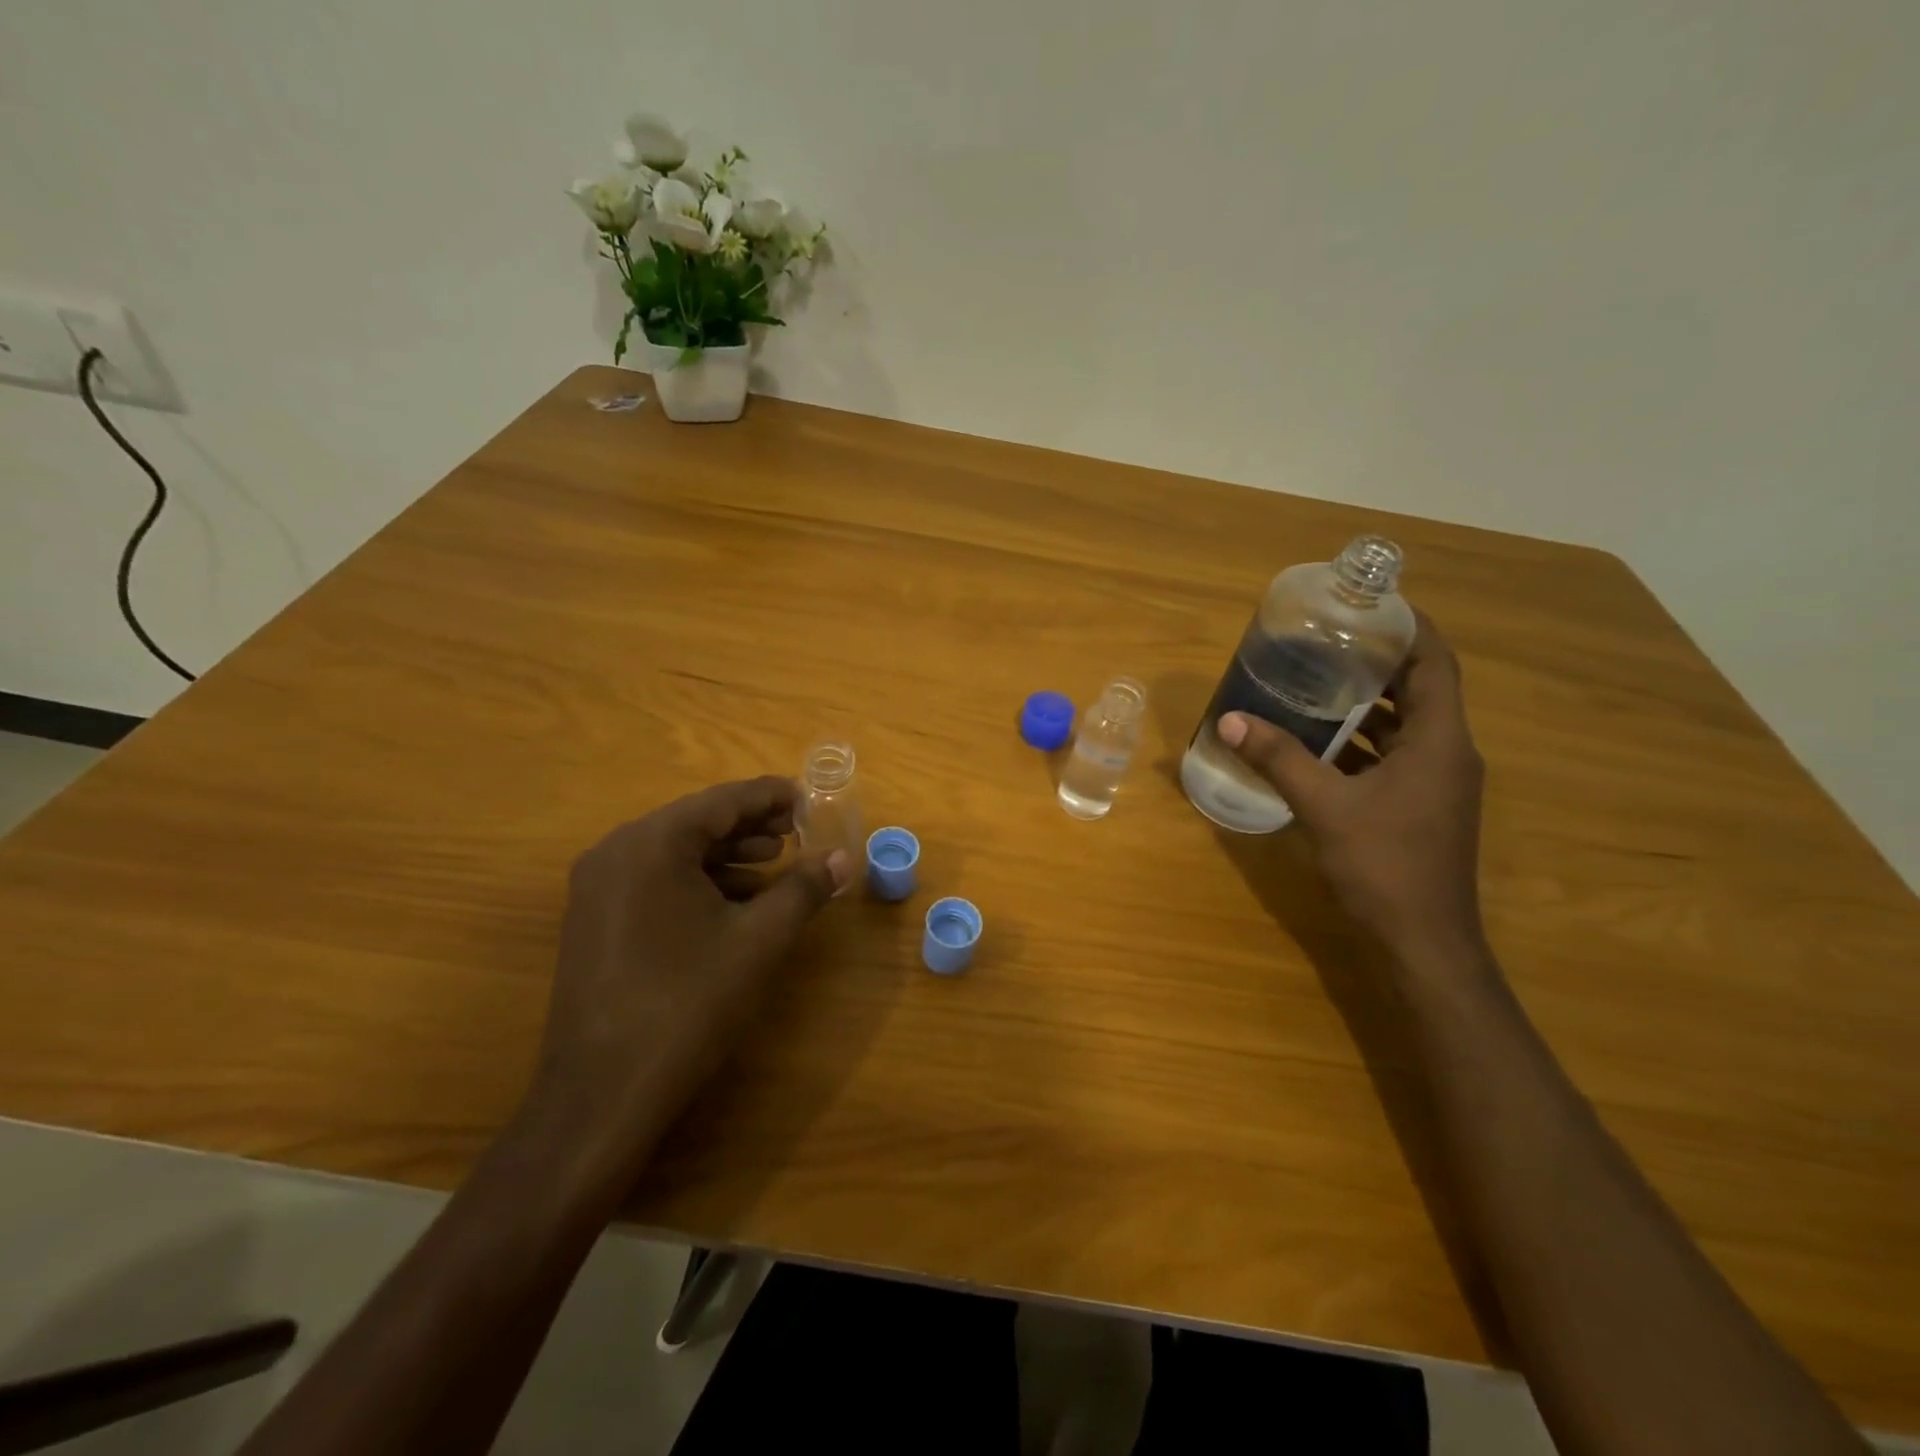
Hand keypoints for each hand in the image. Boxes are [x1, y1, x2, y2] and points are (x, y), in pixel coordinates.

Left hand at [521, 776, 851, 1182]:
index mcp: (651, 844)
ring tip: (775, 864)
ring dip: (727, 855)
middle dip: (750, 826)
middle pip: (696, 822)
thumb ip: (803, 889)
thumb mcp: (759, 941)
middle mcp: (615, 852)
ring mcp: (596, 889)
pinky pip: (654, 881)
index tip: (809, 797)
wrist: (602, 1095)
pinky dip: (698, 881)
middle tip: (798, 833)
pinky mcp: (593, 922)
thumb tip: (842, 858)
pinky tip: (734, 902)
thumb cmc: (688, 1004)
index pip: (722, 801)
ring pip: (674, 853)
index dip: (771, 797)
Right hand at [1217, 614, 1486, 963]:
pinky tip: (1319, 741)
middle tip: (1328, 639)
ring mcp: (1436, 783)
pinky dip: (1362, 741)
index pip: (1436, 664)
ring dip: (1368, 703)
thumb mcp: (1325, 806)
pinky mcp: (1420, 806)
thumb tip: (1231, 720)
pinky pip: (1394, 756)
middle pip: (1421, 689)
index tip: (1371, 603)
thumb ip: (1279, 759)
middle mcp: (1447, 754)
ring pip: (1406, 725)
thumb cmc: (1384, 866)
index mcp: (1438, 742)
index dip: (1410, 627)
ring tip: (1318, 680)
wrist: (1423, 943)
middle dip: (1379, 661)